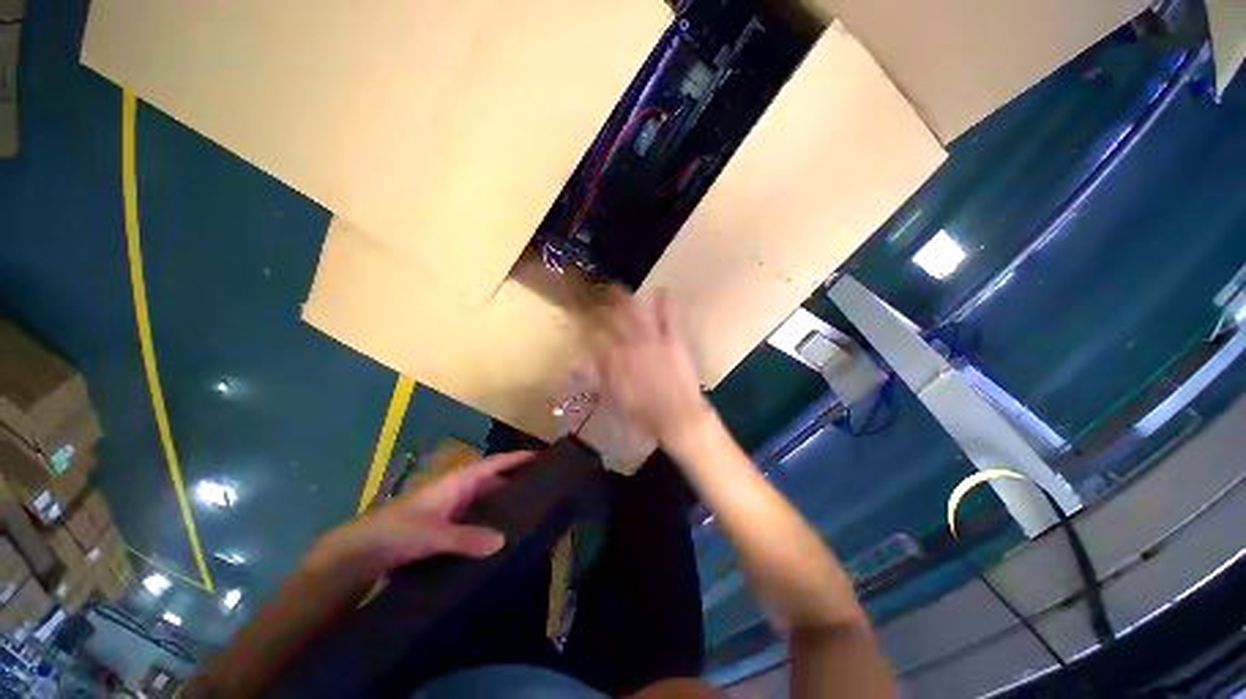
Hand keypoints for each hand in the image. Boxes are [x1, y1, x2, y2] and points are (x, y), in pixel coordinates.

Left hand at [304, 451, 533, 580]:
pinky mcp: (449, 527)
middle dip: (518, 481)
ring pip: (488, 501)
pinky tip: (506, 535)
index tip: (542, 456)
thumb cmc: (397, 530)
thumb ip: (466, 537)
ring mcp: (455, 509)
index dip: (517, 458)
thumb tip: (503, 541)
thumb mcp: (432, 533)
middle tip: (547, 488)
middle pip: (496, 481)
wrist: (362, 552)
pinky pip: (479, 520)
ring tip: (534, 511)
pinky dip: (493, 523)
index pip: (495, 463)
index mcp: (458, 481)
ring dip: (507, 504)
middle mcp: (460, 490)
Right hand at [587, 288, 712, 447]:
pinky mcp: (674, 340)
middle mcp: (630, 344)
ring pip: (636, 313)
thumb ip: (596, 376)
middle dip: (603, 307)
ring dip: (625, 299)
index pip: (595, 336)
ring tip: (617, 289)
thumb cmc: (642, 414)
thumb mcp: (613, 398)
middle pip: (612, 320)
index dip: (587, 326)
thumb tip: (577, 362)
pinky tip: (661, 290)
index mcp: (614, 359)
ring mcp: (653, 340)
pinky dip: (665, 303)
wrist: (678, 418)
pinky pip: (669, 317)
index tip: (583, 320)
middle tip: (597, 298)